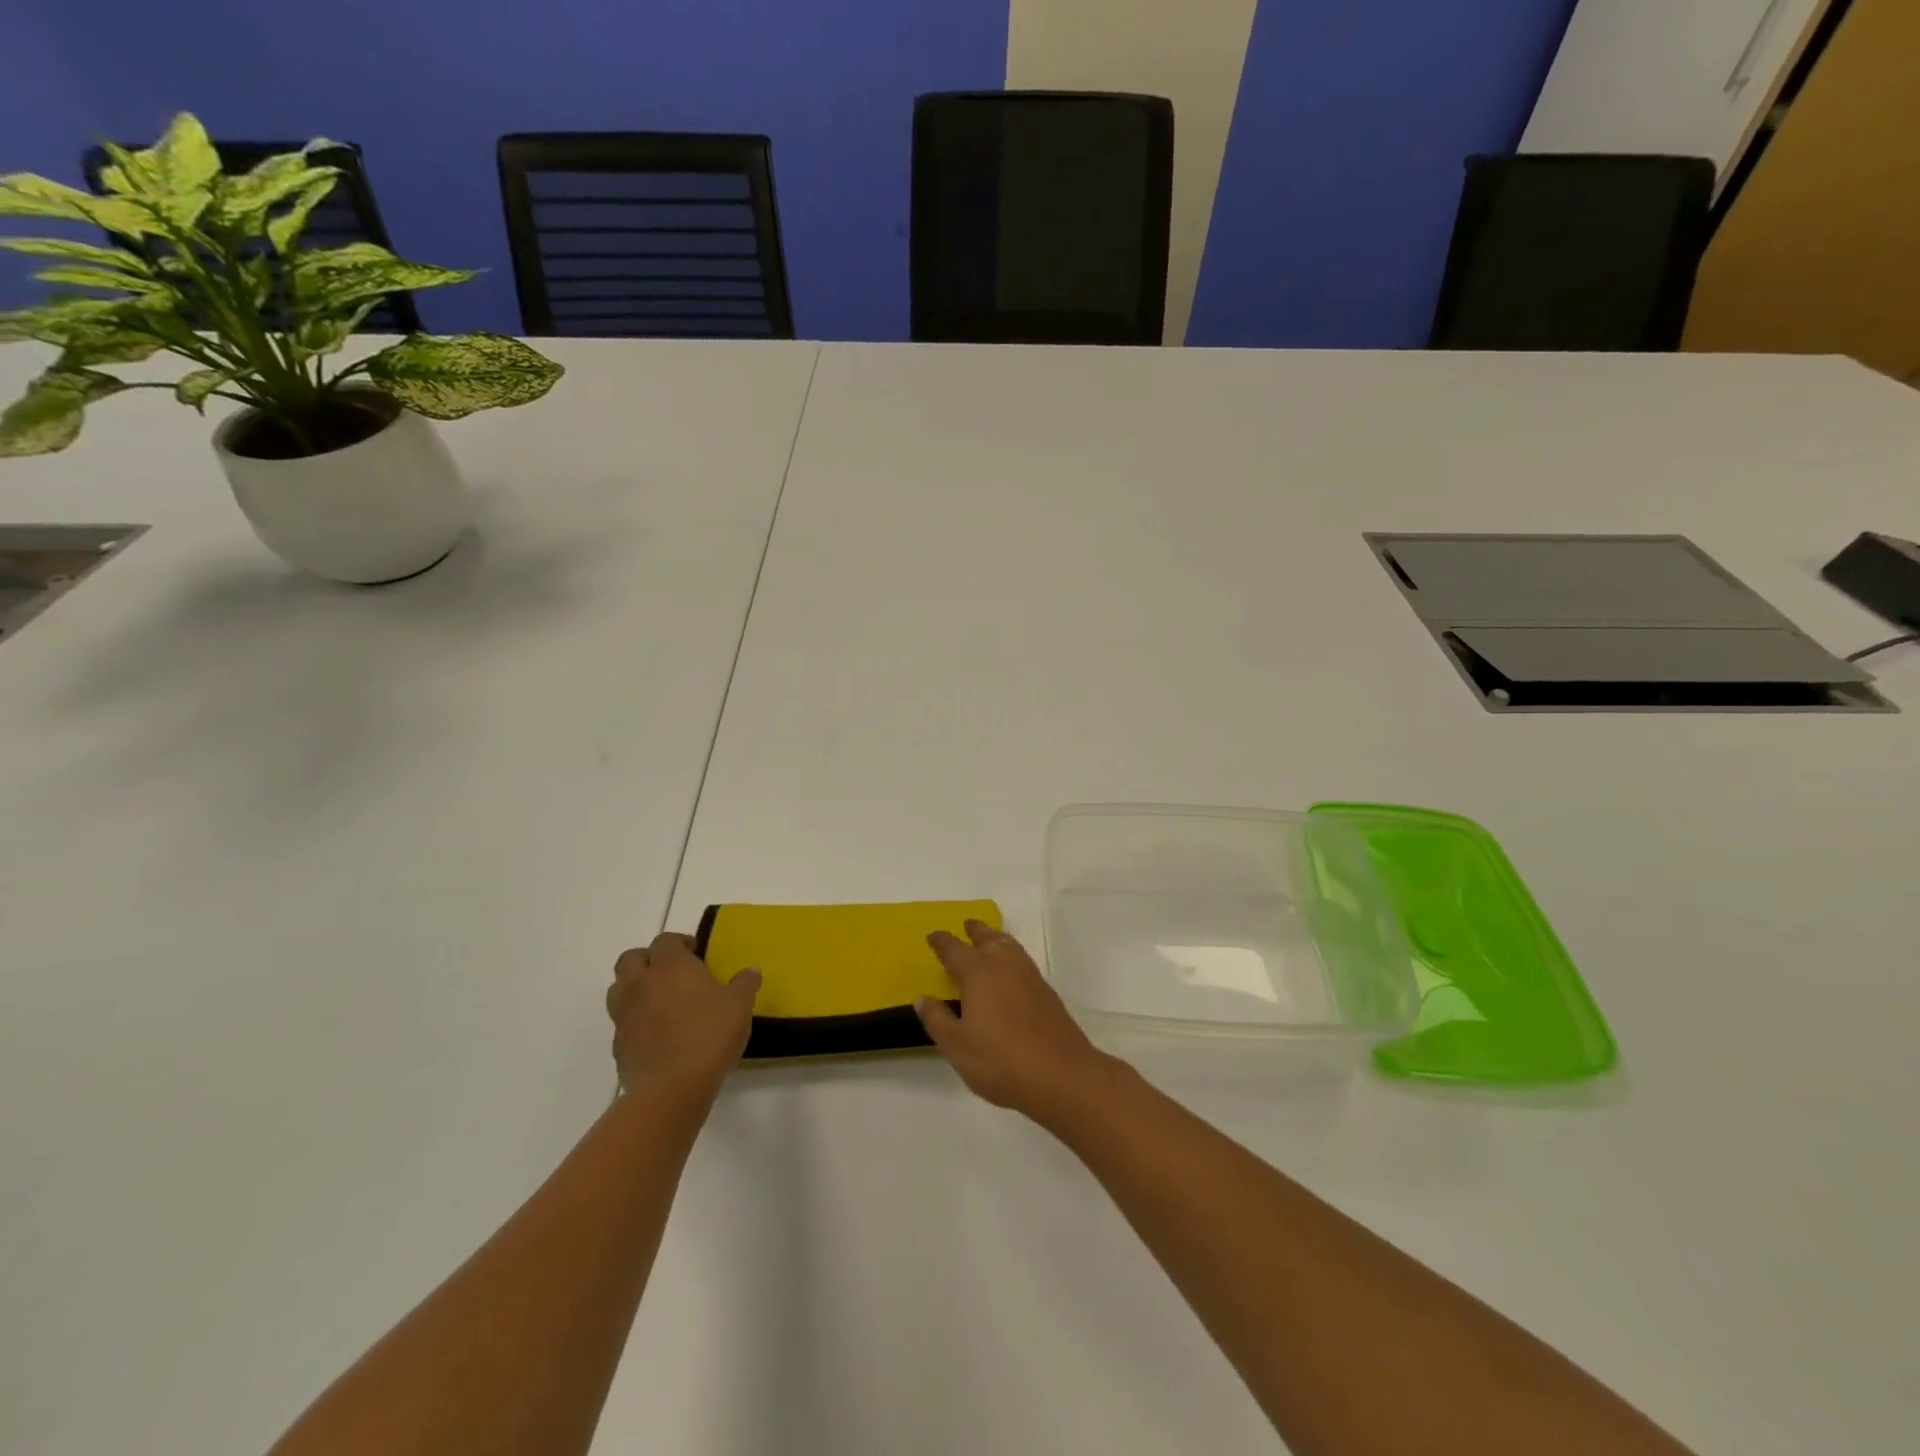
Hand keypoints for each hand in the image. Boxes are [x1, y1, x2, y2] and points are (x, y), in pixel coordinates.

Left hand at [606, 933, 759, 1099]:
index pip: (665, 940)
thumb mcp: (740, 1005)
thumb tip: (750, 971)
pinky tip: (656, 1033)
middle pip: (631, 959)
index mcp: (670, 966)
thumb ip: (745, 983)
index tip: (695, 952)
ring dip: (635, 987)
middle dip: (648, 959)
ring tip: (659, 1000)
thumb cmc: (709, 1035)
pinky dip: (635, 1020)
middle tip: (670, 971)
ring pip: (619, 988)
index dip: (679, 942)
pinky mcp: (618, 1045)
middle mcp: (641, 983)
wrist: (671, 1089)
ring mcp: (625, 1015)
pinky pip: (622, 1022)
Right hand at [915, 920, 1116, 1125]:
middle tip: (967, 925)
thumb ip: (938, 1019)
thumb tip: (923, 998)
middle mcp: (1004, 965)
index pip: (955, 950)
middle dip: (976, 931)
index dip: (942, 942)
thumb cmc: (1000, 1060)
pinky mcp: (1046, 992)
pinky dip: (1012, 956)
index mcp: (978, 972)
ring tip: (989, 940)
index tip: (933, 935)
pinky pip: (1023, 961)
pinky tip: (1011, 972)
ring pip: (1010, 946)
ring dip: (996, 939)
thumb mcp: (957, 1045)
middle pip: (988, 939)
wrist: (1060, 1074)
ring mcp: (1029, 977)